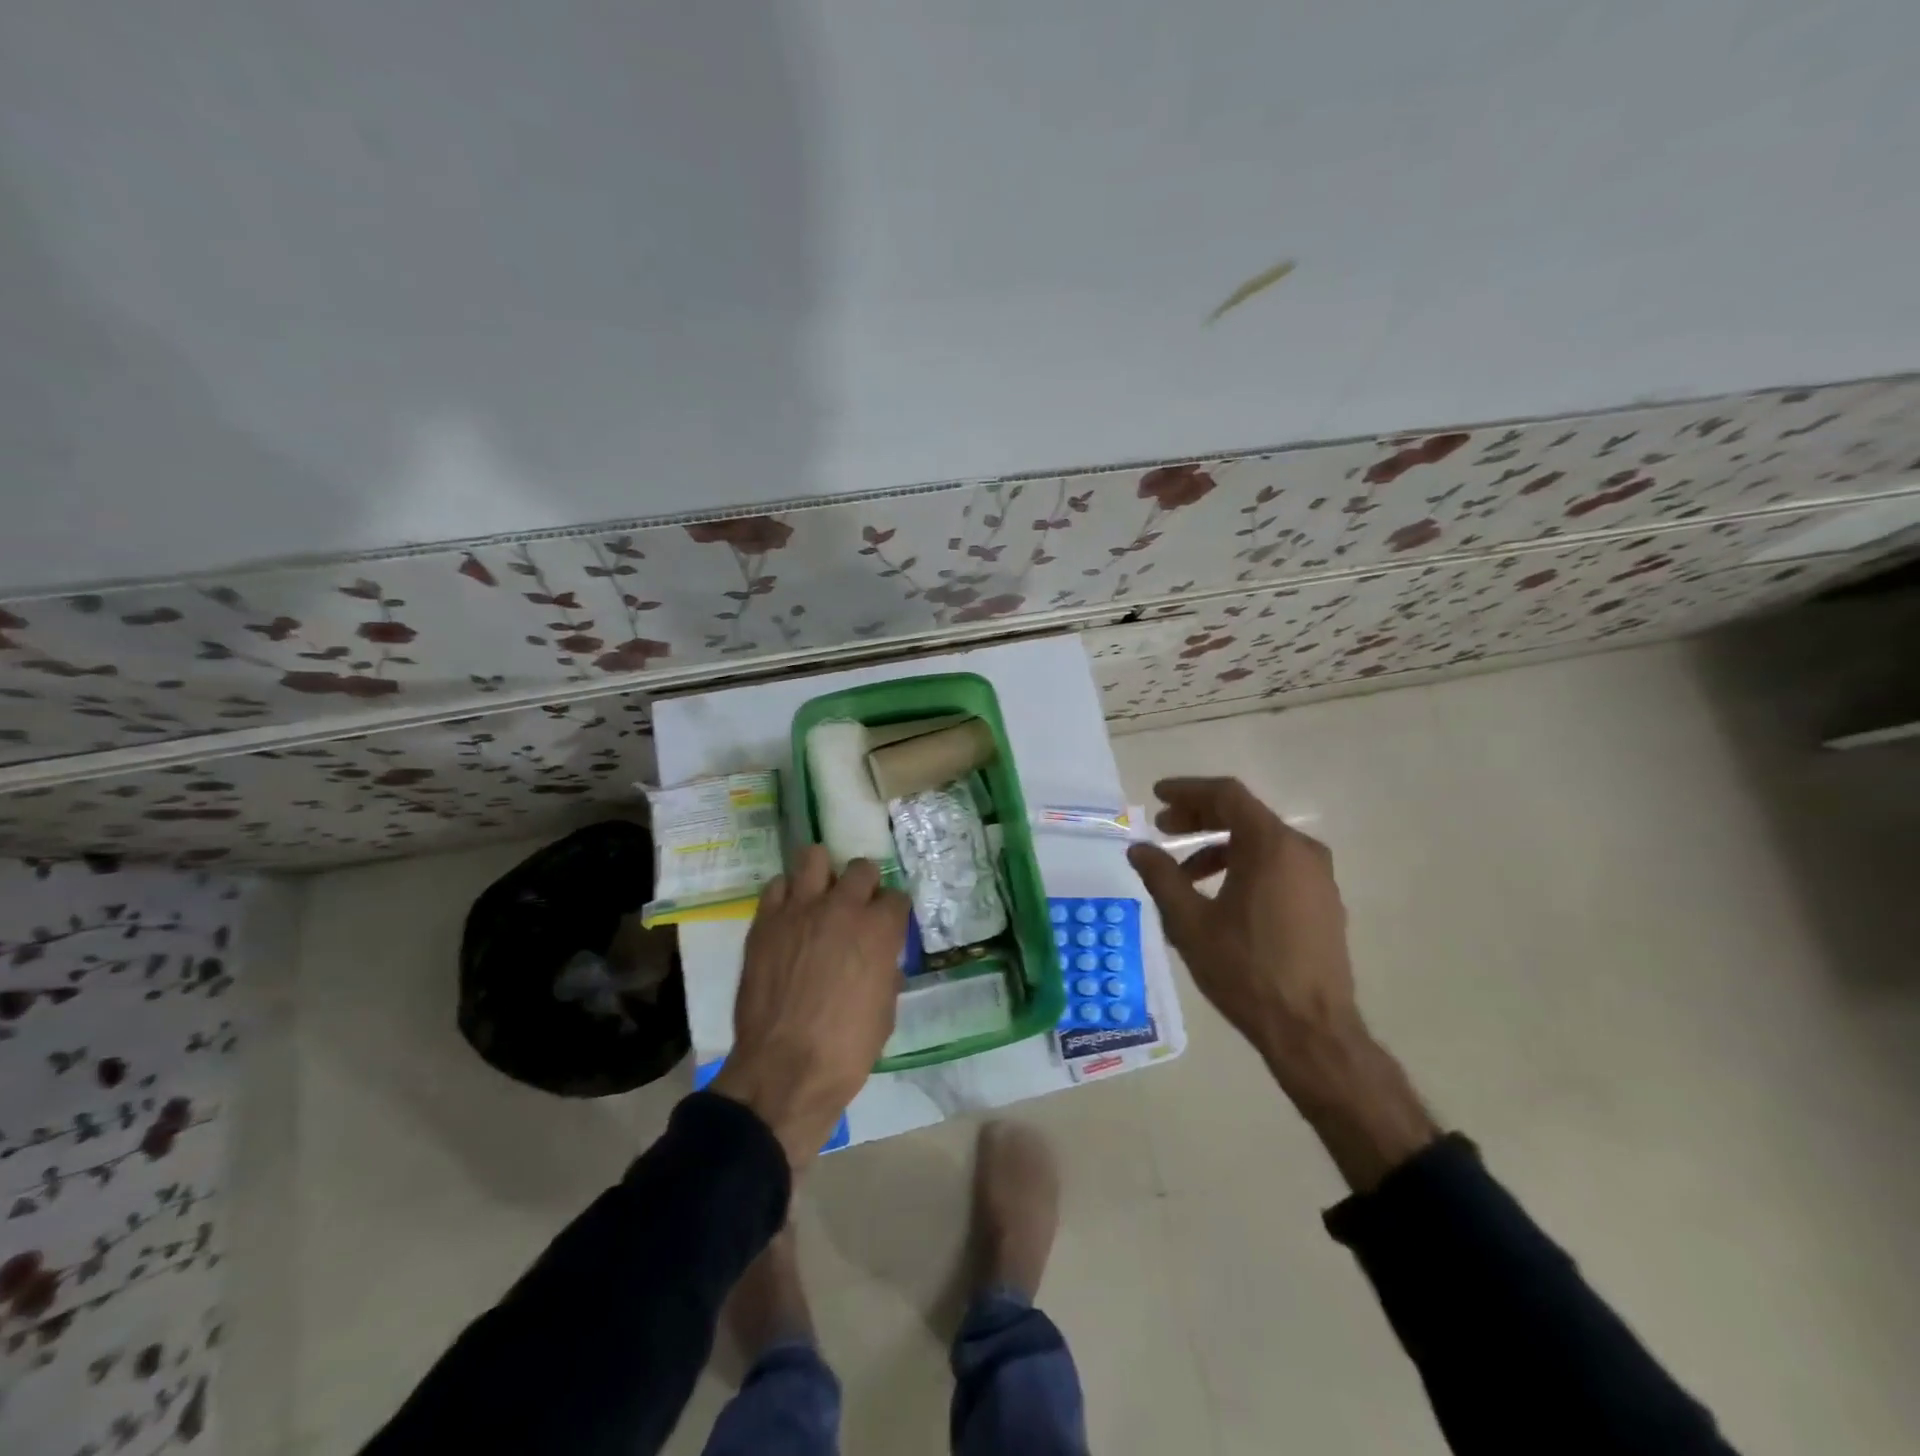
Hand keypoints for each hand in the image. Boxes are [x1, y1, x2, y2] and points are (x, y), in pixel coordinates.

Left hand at [711, 847, 909, 1165]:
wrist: (784, 1070)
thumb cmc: (846, 1049)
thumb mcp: (884, 1012)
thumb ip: (885, 974)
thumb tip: (882, 964)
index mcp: (879, 930)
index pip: (896, 897)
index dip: (892, 913)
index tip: (887, 927)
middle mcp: (842, 908)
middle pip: (861, 868)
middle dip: (864, 885)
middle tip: (856, 908)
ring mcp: (799, 910)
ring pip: (813, 857)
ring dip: (822, 874)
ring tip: (820, 896)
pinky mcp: (765, 922)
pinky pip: (777, 886)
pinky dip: (787, 895)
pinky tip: (789, 916)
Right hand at [1128, 778, 1436, 1189]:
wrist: (1312, 1031)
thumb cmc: (1245, 970)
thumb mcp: (1190, 922)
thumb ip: (1161, 877)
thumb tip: (1137, 848)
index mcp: (1272, 846)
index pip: (1226, 795)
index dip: (1187, 790)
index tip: (1157, 796)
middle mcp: (1302, 851)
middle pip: (1244, 815)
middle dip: (1199, 817)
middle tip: (1163, 828)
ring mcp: (1318, 877)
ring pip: (1261, 843)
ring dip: (1218, 846)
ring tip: (1184, 874)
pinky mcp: (1323, 902)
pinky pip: (1278, 866)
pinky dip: (1244, 866)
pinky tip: (1219, 896)